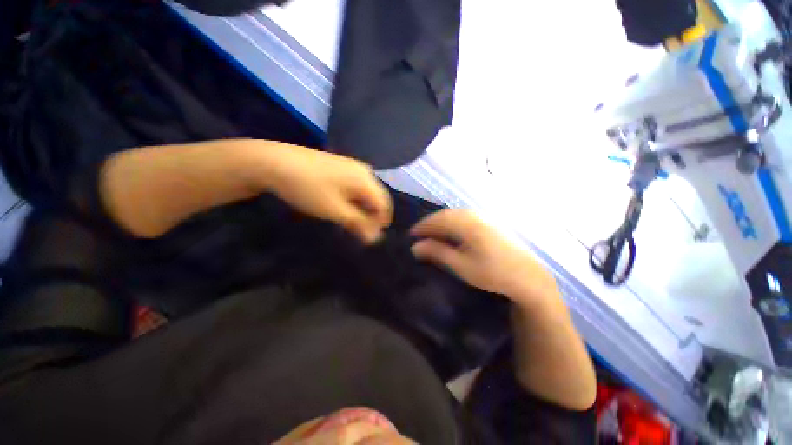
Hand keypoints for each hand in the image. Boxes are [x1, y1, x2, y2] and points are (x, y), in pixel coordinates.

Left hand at [263, 143, 392, 243]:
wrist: (275, 162)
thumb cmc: (309, 189)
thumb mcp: (336, 210)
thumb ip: (359, 224)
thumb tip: (376, 239)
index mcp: (367, 180)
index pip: (384, 205)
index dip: (380, 223)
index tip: (369, 238)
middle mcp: (364, 171)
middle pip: (376, 198)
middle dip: (371, 217)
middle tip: (357, 231)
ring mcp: (352, 167)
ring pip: (365, 193)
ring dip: (361, 209)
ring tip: (348, 221)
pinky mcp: (341, 166)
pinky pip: (355, 187)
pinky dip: (353, 200)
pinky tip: (341, 206)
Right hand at [410, 209, 559, 308]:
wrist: (527, 276)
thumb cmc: (492, 273)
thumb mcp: (461, 266)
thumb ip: (437, 253)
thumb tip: (415, 247)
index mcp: (468, 225)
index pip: (438, 220)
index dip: (422, 226)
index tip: (410, 235)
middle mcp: (475, 215)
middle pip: (445, 214)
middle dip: (430, 223)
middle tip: (418, 234)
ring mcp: (484, 217)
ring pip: (455, 214)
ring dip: (440, 221)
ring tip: (431, 233)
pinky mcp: (489, 221)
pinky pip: (464, 216)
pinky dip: (452, 221)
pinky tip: (449, 231)